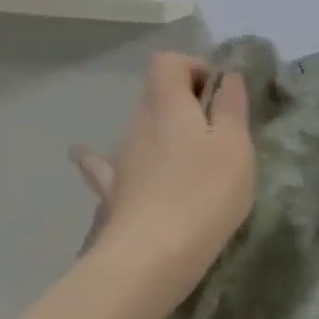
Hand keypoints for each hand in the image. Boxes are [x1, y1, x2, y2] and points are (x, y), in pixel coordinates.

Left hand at [70, 53, 255, 303]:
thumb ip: (232, 106)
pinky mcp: (115, 191)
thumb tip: (228, 76)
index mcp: (168, 104)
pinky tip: (83, 154)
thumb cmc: (204, 194)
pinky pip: (108, 165)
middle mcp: (138, 122)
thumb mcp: (235, 146)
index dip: (195, 67)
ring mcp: (121, 158)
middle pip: (157, 94)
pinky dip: (107, 158)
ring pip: (142, 129)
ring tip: (193, 157)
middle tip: (220, 131)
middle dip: (187, 103)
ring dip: (165, 133)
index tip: (221, 94)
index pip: (168, 62)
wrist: (151, 257)